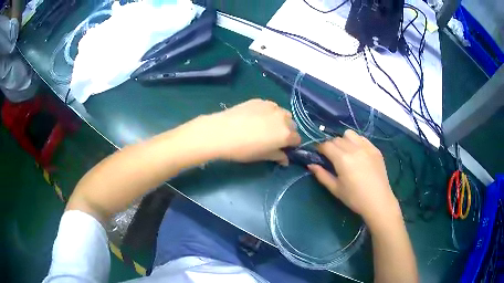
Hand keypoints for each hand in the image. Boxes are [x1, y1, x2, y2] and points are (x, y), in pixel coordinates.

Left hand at [198, 99, 300, 163]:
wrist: (221, 132)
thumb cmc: (243, 149)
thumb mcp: (262, 156)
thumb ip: (277, 156)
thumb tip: (285, 159)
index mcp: (286, 134)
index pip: (297, 139)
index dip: (291, 144)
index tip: (282, 147)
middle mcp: (283, 118)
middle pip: (292, 125)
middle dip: (287, 131)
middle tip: (273, 138)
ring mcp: (272, 106)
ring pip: (283, 113)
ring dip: (280, 120)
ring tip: (266, 125)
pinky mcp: (260, 100)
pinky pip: (271, 106)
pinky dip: (269, 112)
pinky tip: (256, 117)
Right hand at [308, 129, 399, 224]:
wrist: (378, 201)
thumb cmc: (354, 198)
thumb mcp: (335, 189)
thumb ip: (322, 175)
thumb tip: (311, 165)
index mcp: (342, 159)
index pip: (326, 145)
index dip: (320, 148)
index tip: (318, 154)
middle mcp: (354, 149)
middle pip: (336, 139)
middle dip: (330, 145)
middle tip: (331, 157)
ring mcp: (366, 147)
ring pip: (349, 134)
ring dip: (343, 140)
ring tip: (345, 152)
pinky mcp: (375, 149)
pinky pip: (362, 138)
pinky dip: (356, 141)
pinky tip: (357, 153)